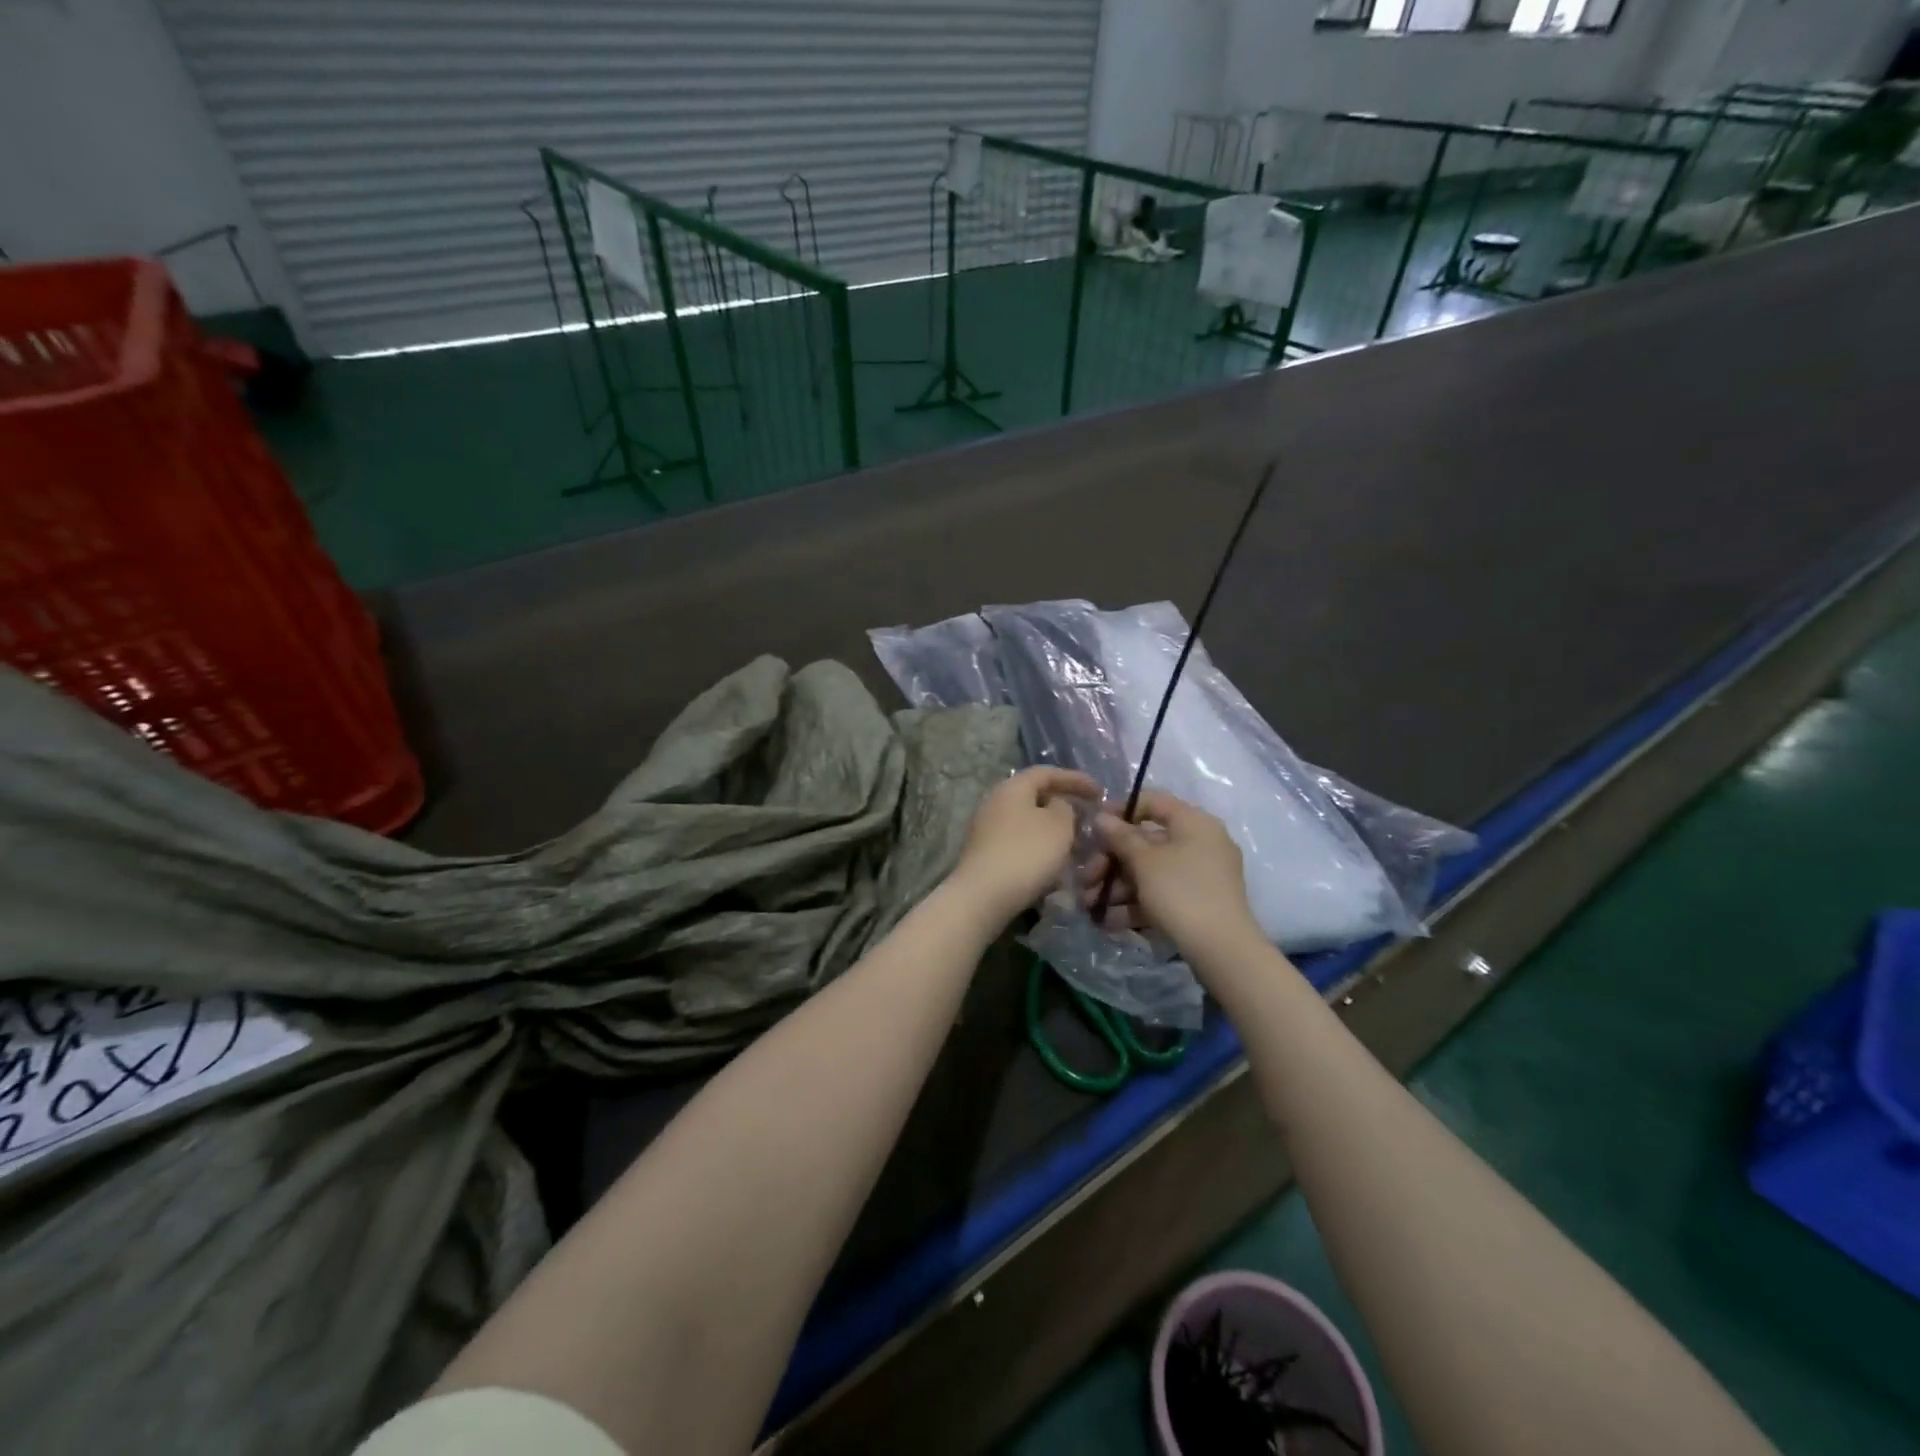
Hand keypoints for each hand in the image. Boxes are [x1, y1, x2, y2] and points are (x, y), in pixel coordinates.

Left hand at [950, 767, 1100, 922]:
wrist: (983, 896)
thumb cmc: (1026, 853)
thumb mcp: (1059, 825)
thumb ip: (1066, 807)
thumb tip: (1057, 805)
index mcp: (1012, 787)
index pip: (1047, 773)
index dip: (1075, 779)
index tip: (1100, 792)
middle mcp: (995, 802)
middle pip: (1035, 797)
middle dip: (1064, 807)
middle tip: (1088, 819)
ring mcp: (987, 829)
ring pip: (1029, 823)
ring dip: (1053, 832)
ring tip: (1076, 846)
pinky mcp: (986, 854)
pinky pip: (1020, 843)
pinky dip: (1040, 849)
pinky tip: (1054, 866)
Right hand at [1082, 791, 1259, 959]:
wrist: (1221, 949)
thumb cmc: (1181, 891)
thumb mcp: (1144, 861)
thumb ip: (1121, 836)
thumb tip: (1101, 816)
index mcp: (1194, 823)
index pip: (1153, 802)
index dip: (1120, 810)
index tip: (1093, 825)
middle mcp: (1200, 843)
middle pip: (1146, 843)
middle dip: (1111, 862)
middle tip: (1086, 879)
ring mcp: (1199, 875)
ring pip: (1150, 872)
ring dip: (1117, 887)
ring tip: (1091, 906)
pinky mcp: (1196, 903)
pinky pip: (1160, 894)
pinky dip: (1135, 904)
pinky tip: (1109, 921)